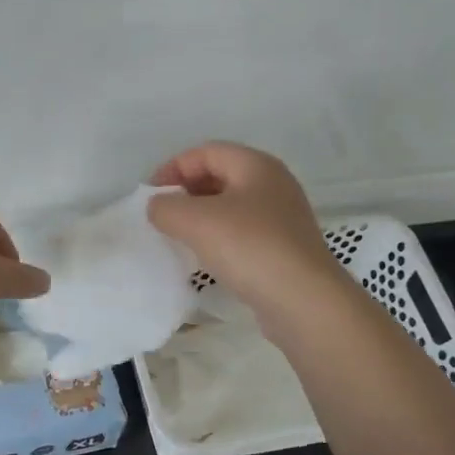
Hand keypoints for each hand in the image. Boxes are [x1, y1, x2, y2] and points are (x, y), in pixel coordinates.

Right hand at [147, 143, 346, 318]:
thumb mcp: (195, 221)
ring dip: (202, 217)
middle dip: (187, 191)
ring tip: (179, 237)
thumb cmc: (250, 247)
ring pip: (232, 206)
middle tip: (163, 215)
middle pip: (220, 175)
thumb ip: (166, 207)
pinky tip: (207, 258)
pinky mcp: (285, 248)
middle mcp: (274, 184)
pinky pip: (244, 232)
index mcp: (256, 165)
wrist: (304, 302)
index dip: (173, 168)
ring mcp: (283, 217)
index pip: (206, 152)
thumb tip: (158, 207)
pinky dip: (220, 238)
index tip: (150, 196)